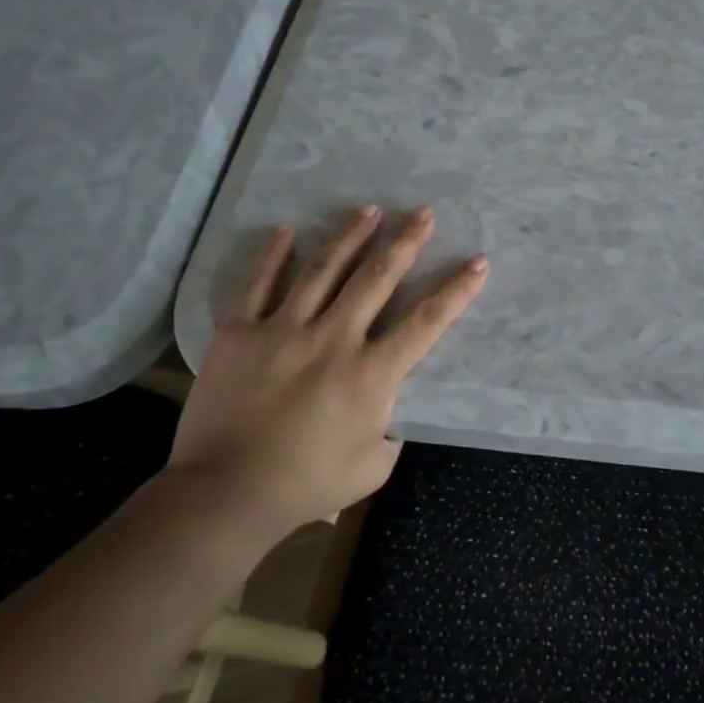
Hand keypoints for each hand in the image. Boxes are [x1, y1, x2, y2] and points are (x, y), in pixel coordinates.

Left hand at [170, 205, 487, 542]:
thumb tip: (386, 412)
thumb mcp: (372, 467)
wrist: (225, 493)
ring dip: (350, 236)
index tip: (478, 262)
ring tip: (369, 209)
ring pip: (323, 270)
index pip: (425, 323)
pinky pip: (258, 284)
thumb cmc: (306, 485)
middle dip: (405, 242)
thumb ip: (390, 433)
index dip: (456, 291)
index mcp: (371, 375)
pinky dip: (274, 255)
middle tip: (421, 212)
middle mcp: (333, 340)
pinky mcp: (241, 333)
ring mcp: (284, 331)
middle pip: (377, 279)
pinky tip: (289, 229)